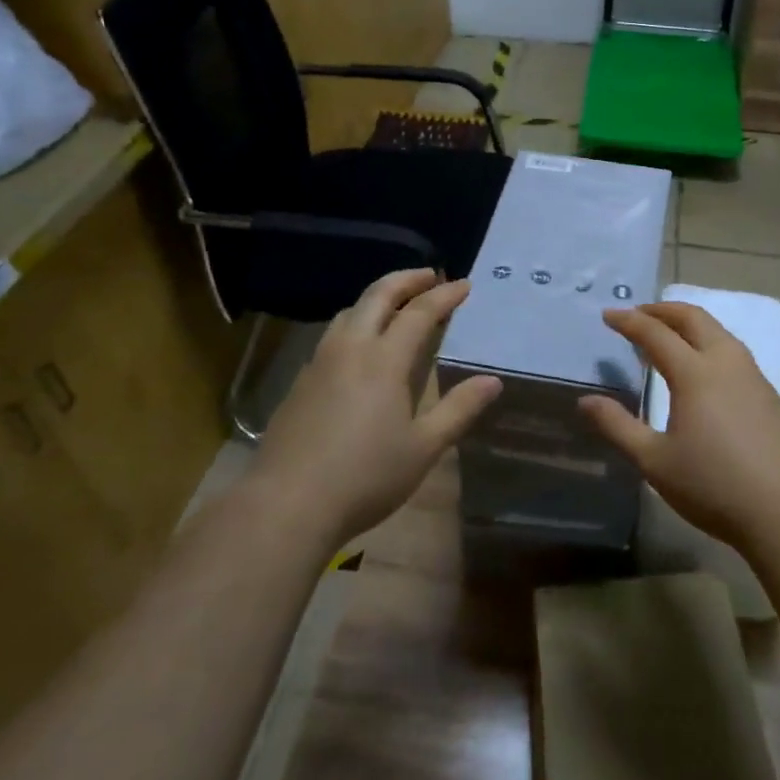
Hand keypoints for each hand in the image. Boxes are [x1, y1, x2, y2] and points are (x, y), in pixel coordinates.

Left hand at [253, 270, 501, 548]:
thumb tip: (493, 381)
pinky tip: (360, 347)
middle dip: (406, 280)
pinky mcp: (300, 382)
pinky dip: (355, 322)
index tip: (464, 284)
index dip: (444, 295)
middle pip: (378, 296)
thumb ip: (459, 409)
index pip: (420, 313)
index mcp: (384, 360)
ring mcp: (319, 363)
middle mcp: (350, 349)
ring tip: (396, 305)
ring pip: (349, 312)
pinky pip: (333, 335)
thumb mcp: (423, 448)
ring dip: (377, 298)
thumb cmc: (365, 477)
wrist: (286, 504)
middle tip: (429, 275)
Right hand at [579, 302, 779, 552]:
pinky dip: (708, 342)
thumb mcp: (655, 462)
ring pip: (718, 332)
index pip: (656, 334)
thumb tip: (586, 401)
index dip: (629, 322)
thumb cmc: (715, 486)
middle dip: (662, 310)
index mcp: (695, 373)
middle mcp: (726, 363)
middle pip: (693, 318)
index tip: (608, 315)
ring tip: (668, 335)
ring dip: (689, 323)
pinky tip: (703, 368)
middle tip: (638, 314)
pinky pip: (732, 351)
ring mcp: (753, 376)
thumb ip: (618, 427)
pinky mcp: (770, 395)